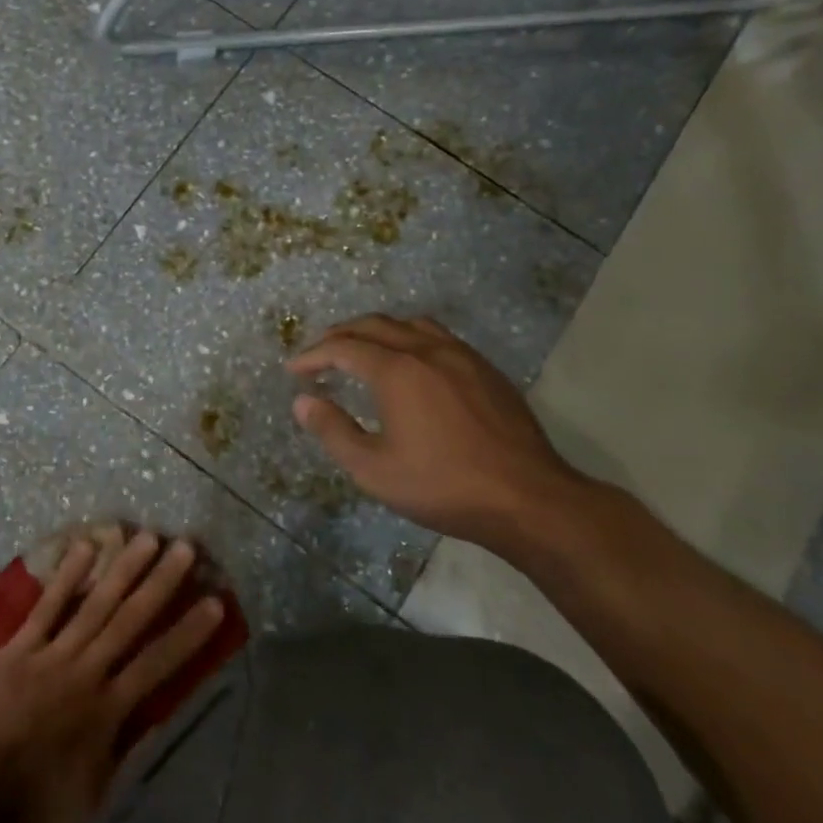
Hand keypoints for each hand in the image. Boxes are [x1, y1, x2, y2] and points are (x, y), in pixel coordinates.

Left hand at [0, 531, 224, 822]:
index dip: (189, 632)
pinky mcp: (20, 647)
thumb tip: (157, 718)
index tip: (215, 602)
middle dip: (162, 582)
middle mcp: (86, 672)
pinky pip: (48, 606)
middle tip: (186, 548)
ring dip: (124, 569)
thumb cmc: (36, 806)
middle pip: (131, 619)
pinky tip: (85, 546)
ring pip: (95, 603)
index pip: (158, 663)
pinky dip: (67, 576)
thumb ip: (127, 755)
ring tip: (147, 537)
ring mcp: (52, 654)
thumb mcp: (95, 798)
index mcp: (108, 710)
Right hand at [287, 315, 594, 548]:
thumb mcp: (374, 469)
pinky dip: (410, 338)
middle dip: (340, 335)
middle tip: (319, 354)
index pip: (343, 348)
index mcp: (397, 371)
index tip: (294, 370)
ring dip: (377, 331)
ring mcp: (462, 356)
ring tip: (362, 349)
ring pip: (410, 324)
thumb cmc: (442, 486)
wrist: (527, 498)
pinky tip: (411, 364)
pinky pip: (439, 337)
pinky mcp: (486, 370)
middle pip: (374, 325)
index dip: (313, 356)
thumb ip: (333, 430)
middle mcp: (427, 351)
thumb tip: (302, 402)